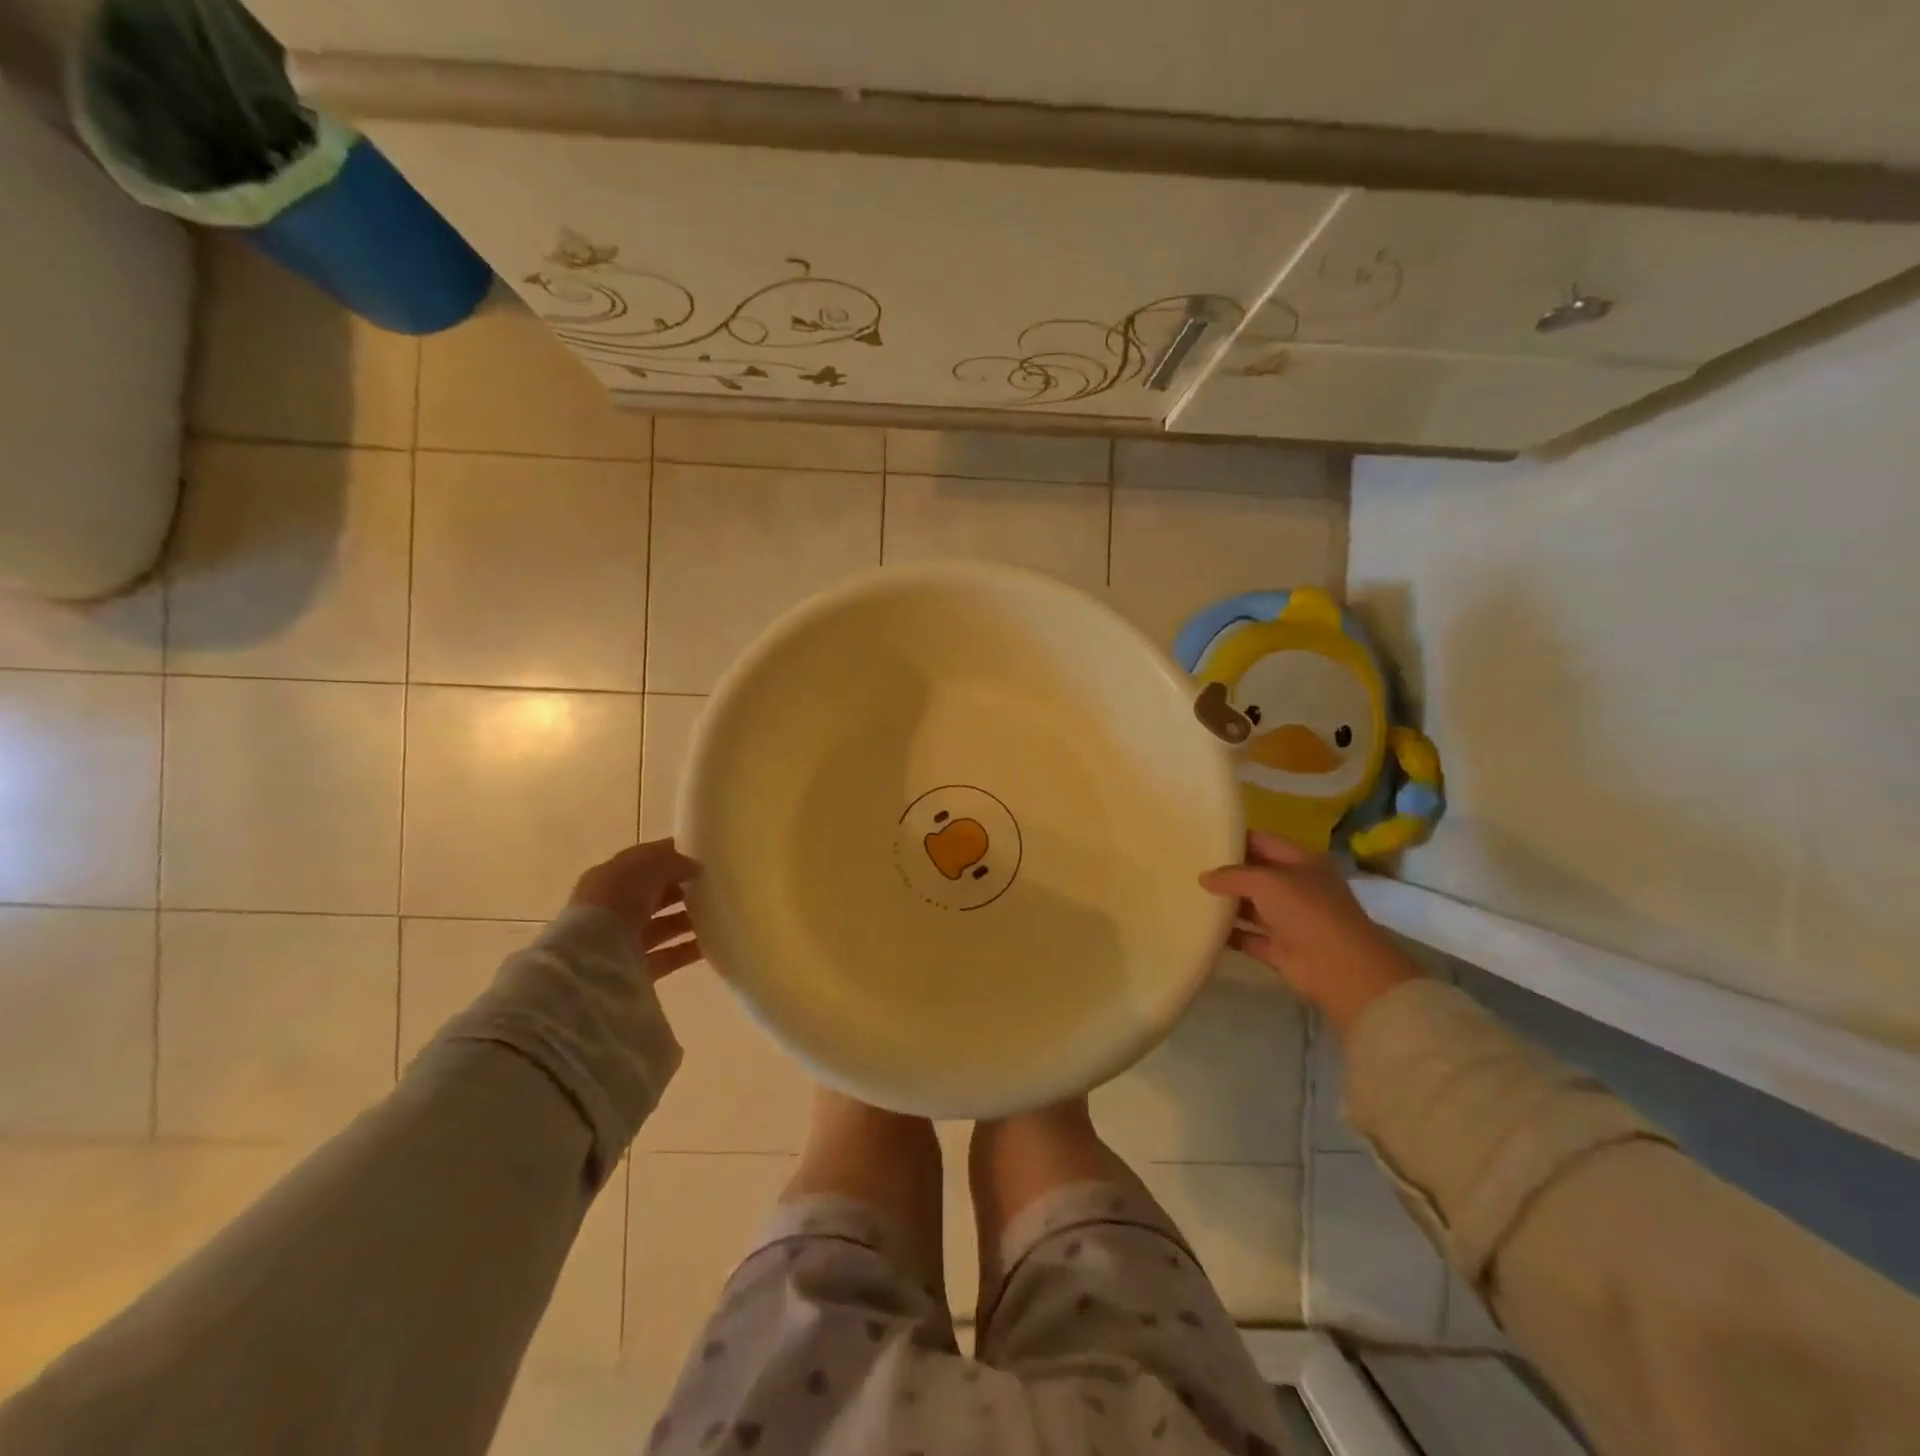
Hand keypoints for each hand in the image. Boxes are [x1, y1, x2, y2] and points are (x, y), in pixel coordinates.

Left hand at [569, 839, 702, 978]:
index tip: (703, 858)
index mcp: (608, 879)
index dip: (671, 858)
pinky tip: (712, 942)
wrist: (592, 961)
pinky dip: (689, 949)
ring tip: (719, 914)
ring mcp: (624, 941)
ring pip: (663, 926)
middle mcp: (613, 909)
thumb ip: (672, 861)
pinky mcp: (636, 970)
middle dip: (682, 891)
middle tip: (715, 887)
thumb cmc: (615, 901)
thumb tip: (695, 866)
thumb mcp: (646, 867)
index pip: (643, 864)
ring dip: (688, 920)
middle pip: (654, 896)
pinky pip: (669, 956)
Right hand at [1199, 832, 1422, 1033]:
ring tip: (1190, 895)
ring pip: (1251, 907)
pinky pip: (1248, 937)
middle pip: (1256, 875)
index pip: (1264, 842)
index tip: (1204, 838)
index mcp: (1303, 862)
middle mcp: (1298, 888)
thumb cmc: (1307, 911)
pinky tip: (1202, 927)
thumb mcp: (1267, 882)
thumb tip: (1203, 877)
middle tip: (1190, 866)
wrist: (1340, 968)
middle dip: (1227, 872)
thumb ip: (1232, 876)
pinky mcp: (1280, 949)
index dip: (1236, 839)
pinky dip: (1229, 934)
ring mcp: (1290, 920)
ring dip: (1226, 904)